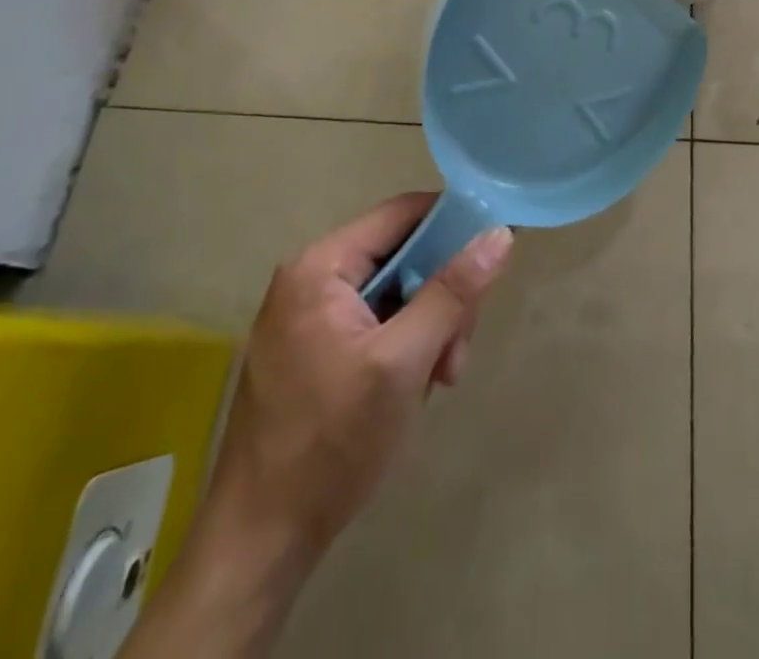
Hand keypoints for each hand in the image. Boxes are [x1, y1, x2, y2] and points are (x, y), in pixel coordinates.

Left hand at [122, 196, 512, 658]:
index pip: (402, 213)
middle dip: (441, 294)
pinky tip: (415, 385)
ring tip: (439, 376)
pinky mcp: (311, 348)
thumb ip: (452, 293)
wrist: (259, 544)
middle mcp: (310, 279)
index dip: (453, 223)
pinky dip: (404, 344)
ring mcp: (308, 315)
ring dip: (428, 325)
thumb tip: (499, 235)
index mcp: (321, 267)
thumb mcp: (404, 362)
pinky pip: (375, 320)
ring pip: (394, 291)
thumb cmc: (332, 443)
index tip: (494, 251)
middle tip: (457, 347)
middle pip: (402, 254)